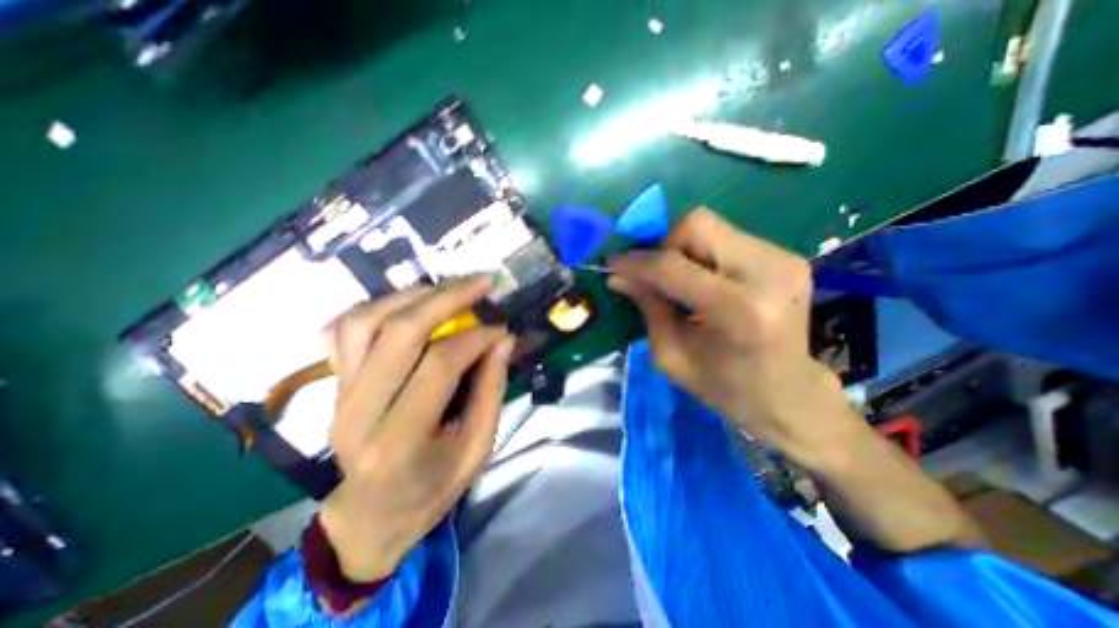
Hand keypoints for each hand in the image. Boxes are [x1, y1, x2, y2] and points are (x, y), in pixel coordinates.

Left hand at [316, 279, 512, 583]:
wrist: (373, 515)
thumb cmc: (432, 488)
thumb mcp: (477, 448)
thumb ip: (491, 390)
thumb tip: (503, 340)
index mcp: (398, 441)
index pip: (439, 365)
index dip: (476, 338)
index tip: (502, 329)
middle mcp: (359, 411)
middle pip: (399, 332)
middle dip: (447, 298)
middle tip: (481, 282)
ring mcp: (339, 394)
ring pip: (364, 321)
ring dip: (411, 295)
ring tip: (448, 287)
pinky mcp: (336, 384)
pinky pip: (344, 330)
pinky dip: (376, 306)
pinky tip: (408, 302)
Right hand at [610, 208, 862, 468]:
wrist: (788, 393)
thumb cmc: (724, 387)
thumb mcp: (671, 355)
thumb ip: (647, 307)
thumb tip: (618, 275)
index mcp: (739, 311)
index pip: (673, 266)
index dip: (637, 262)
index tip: (613, 265)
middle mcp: (768, 273)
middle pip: (697, 225)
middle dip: (664, 246)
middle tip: (656, 276)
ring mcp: (784, 259)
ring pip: (711, 225)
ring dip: (683, 250)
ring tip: (681, 282)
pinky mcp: (787, 256)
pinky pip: (727, 237)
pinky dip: (703, 254)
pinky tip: (705, 282)